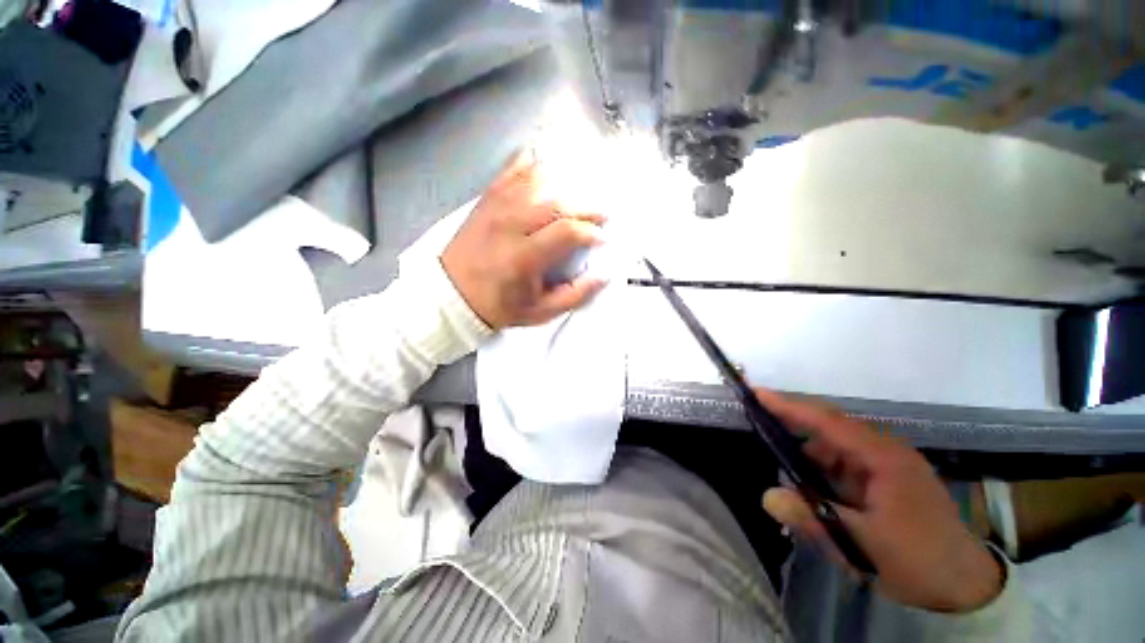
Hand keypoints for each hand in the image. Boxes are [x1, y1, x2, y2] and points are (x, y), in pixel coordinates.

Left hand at [441, 150, 606, 329]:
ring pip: (538, 180)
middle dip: (586, 207)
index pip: (567, 231)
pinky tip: (546, 166)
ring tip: (581, 195)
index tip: (601, 238)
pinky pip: (512, 171)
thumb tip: (603, 277)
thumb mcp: (541, 312)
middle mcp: (510, 225)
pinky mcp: (487, 200)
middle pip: (557, 202)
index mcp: (524, 257)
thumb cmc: (499, 306)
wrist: (452, 295)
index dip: (591, 232)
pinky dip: (532, 164)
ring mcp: (496, 208)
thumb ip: (575, 295)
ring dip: (566, 184)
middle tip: (600, 216)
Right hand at [757, 389, 1003, 613]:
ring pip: (833, 452)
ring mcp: (886, 465)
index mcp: (883, 456)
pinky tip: (818, 498)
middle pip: (827, 432)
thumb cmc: (918, 560)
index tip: (756, 394)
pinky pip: (843, 468)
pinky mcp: (885, 480)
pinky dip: (824, 478)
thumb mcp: (863, 544)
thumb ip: (812, 518)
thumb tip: (767, 496)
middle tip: (765, 444)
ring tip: (795, 487)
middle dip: (795, 437)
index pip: (827, 420)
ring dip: (810, 465)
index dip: (789, 406)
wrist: (964, 587)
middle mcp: (883, 451)